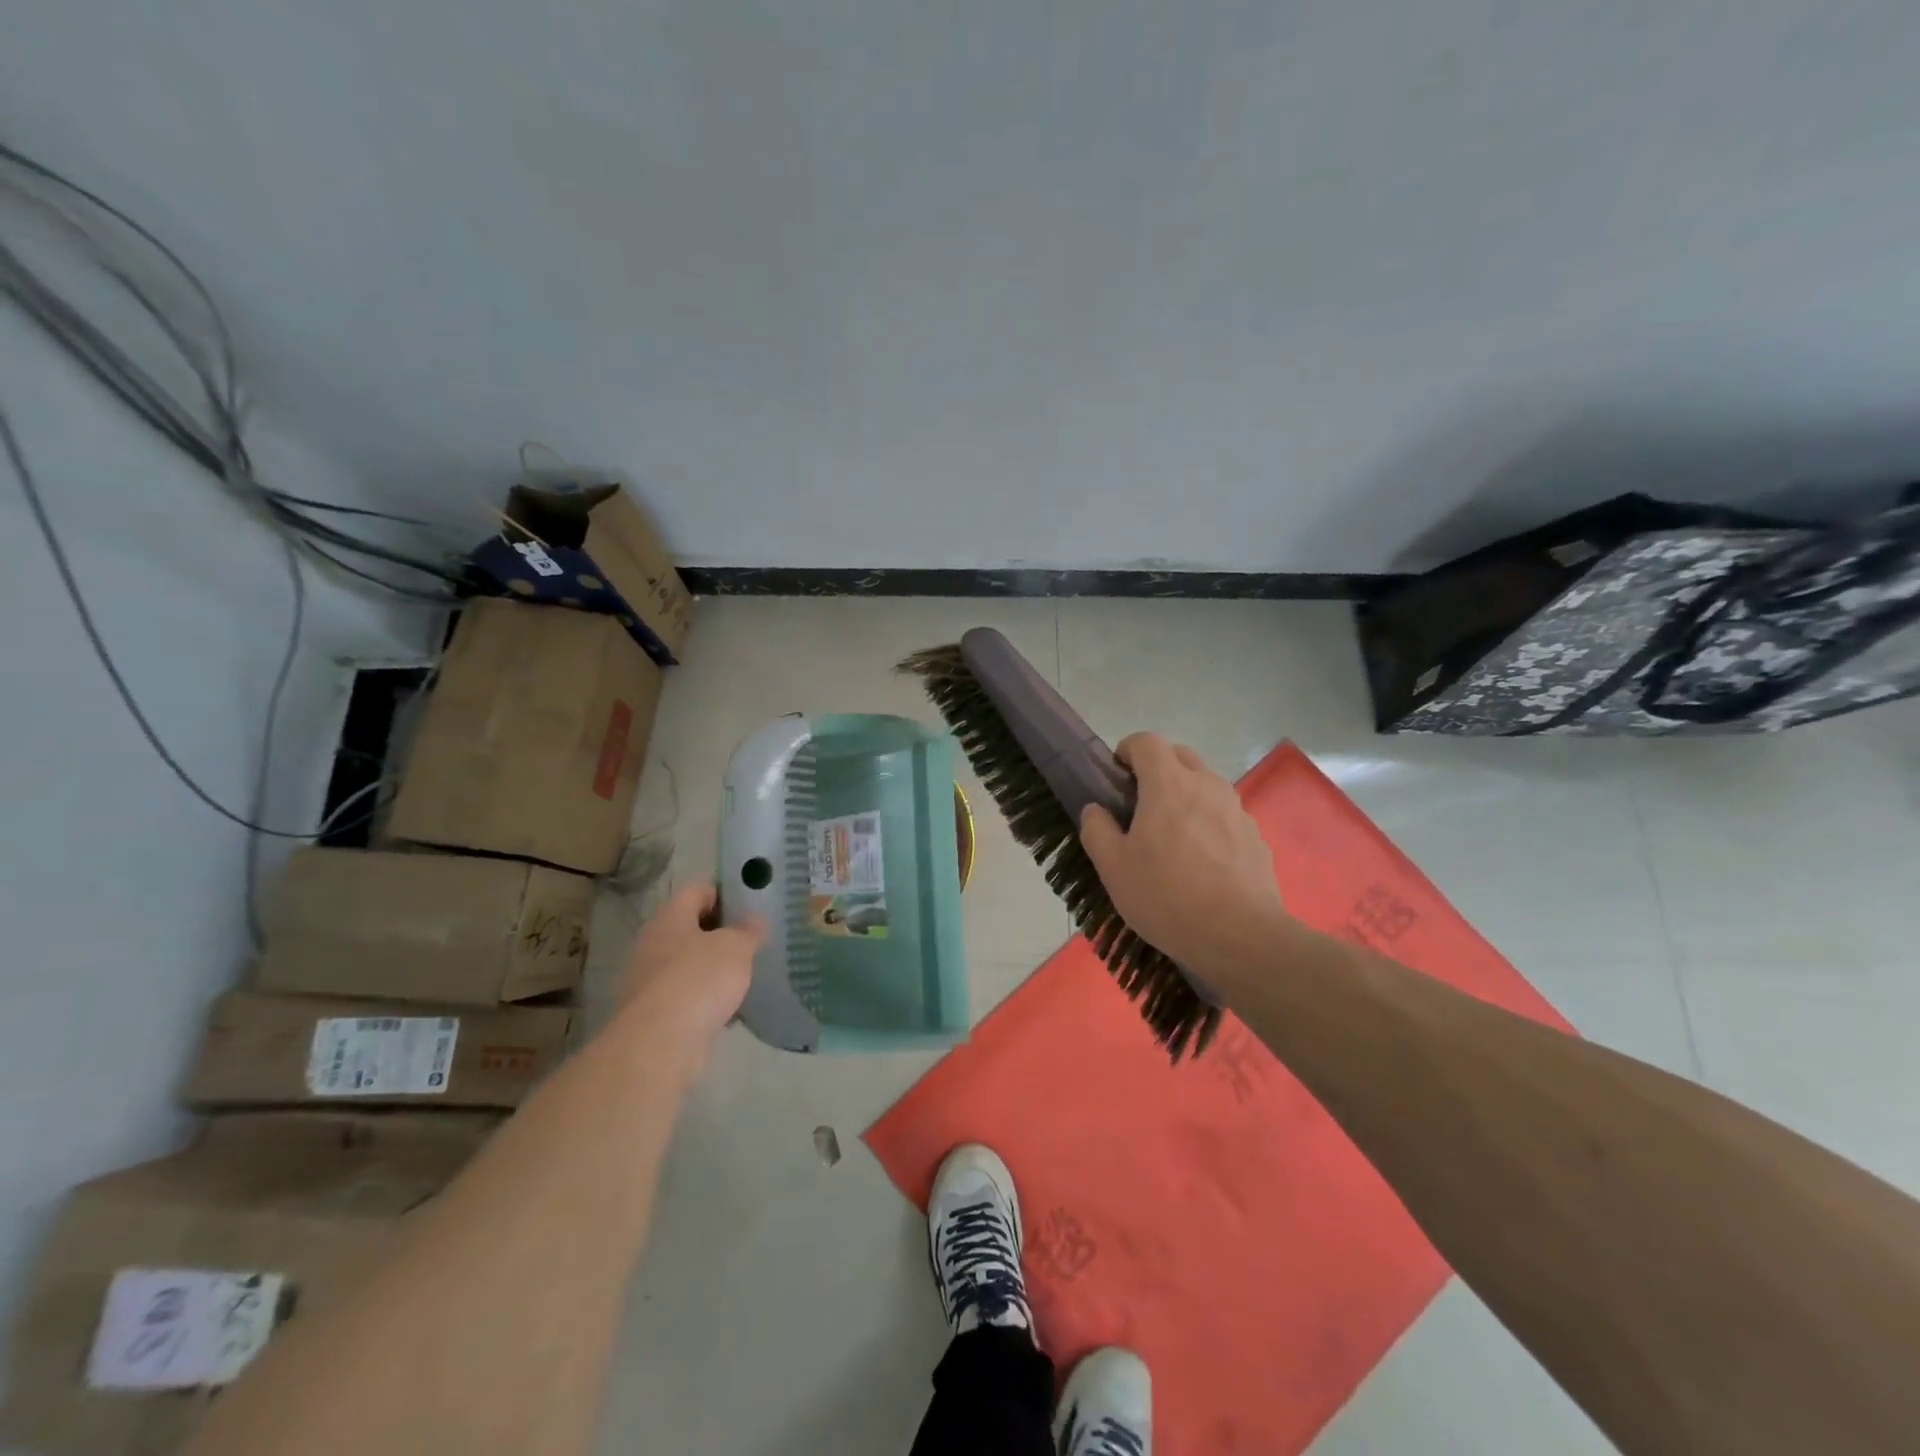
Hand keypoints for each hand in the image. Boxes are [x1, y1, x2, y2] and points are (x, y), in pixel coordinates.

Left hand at [620, 883, 763, 1055]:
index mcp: (670, 917)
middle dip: (724, 932)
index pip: (698, 890)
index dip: (726, 891)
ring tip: (751, 971)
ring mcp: (653, 981)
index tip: (753, 900)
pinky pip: (690, 997)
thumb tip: (755, 920)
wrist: (660, 1044)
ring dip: (717, 968)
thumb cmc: (699, 979)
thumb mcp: (736, 947)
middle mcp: (655, 944)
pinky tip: (735, 1007)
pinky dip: (710, 999)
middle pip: (693, 927)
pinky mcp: (658, 1014)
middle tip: (757, 936)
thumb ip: (749, 930)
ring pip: (692, 964)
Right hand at [1078, 733, 1290, 986]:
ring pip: (1205, 786)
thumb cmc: (1166, 896)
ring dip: (1184, 797)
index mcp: (1169, 783)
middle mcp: (1207, 785)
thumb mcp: (1113, 867)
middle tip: (1139, 807)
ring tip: (1171, 841)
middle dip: (1157, 770)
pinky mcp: (1255, 837)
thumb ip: (1097, 829)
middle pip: (1179, 756)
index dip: (1126, 751)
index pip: (1146, 741)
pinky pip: (1224, 816)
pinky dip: (1208, 825)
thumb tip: (1096, 810)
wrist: (1240, 936)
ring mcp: (1237, 810)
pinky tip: (1201, 866)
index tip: (1115, 779)